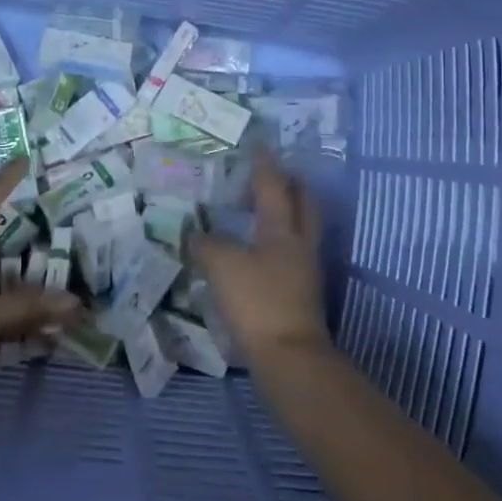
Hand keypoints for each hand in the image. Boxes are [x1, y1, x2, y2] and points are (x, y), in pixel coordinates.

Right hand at [194, 151, 330, 366]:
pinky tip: (259, 252)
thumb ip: (207, 244)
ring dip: (286, 214)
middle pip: (303, 203)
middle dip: (290, 185)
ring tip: (261, 211)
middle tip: (272, 175)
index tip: (259, 144)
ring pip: (301, 229)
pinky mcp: (302, 294)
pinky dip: (278, 243)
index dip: (265, 163)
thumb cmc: (258, 301)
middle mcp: (300, 243)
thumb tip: (195, 233)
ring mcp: (305, 270)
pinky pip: (293, 255)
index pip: (273, 185)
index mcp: (283, 229)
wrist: (289, 357)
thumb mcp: (223, 266)